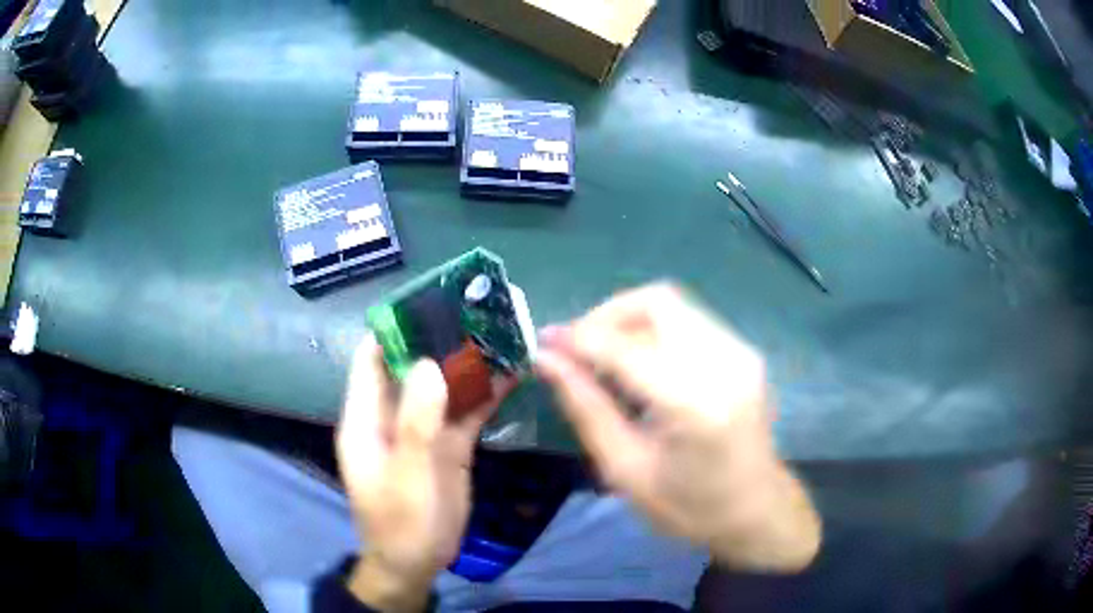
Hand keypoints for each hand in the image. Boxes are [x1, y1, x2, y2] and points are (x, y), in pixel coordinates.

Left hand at [336, 336, 501, 611]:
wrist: (417, 564)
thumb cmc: (400, 523)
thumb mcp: (407, 476)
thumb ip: (416, 422)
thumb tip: (427, 363)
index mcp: (366, 418)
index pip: (371, 359)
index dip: (394, 329)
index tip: (428, 302)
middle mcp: (392, 415)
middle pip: (413, 366)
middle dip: (441, 339)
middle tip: (476, 309)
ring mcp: (422, 430)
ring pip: (444, 386)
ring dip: (468, 363)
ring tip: (500, 331)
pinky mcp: (447, 446)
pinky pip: (465, 412)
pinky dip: (485, 393)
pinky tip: (511, 373)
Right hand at [536, 283, 820, 571]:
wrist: (757, 511)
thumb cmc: (689, 507)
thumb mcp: (626, 470)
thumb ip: (586, 408)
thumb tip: (547, 360)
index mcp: (695, 404)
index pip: (625, 347)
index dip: (578, 338)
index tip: (545, 342)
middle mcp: (724, 363)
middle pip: (657, 301)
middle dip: (607, 315)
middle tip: (578, 348)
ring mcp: (741, 352)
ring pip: (673, 305)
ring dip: (629, 321)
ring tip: (603, 358)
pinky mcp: (744, 352)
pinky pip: (689, 321)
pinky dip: (654, 331)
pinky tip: (639, 365)